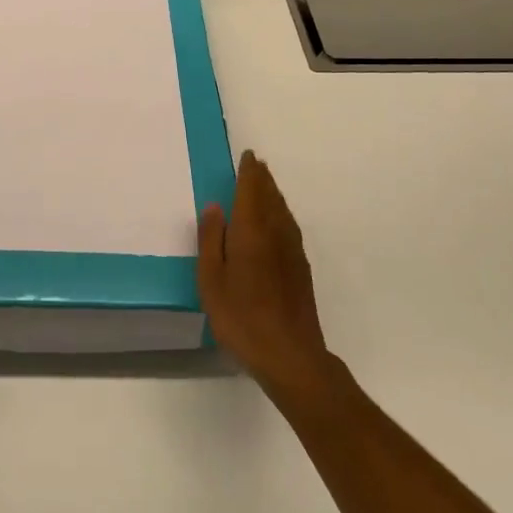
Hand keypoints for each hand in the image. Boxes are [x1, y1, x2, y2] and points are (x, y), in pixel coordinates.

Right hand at [198, 152, 336, 408]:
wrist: (291, 356)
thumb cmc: (242, 317)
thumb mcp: (211, 280)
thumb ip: (211, 240)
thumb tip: (214, 207)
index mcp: (252, 231)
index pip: (252, 190)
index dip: (249, 172)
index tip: (248, 156)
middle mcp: (276, 233)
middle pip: (270, 197)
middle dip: (263, 179)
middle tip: (255, 164)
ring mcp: (292, 251)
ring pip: (282, 211)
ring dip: (273, 194)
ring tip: (264, 185)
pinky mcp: (301, 269)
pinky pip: (289, 226)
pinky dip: (280, 213)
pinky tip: (276, 222)